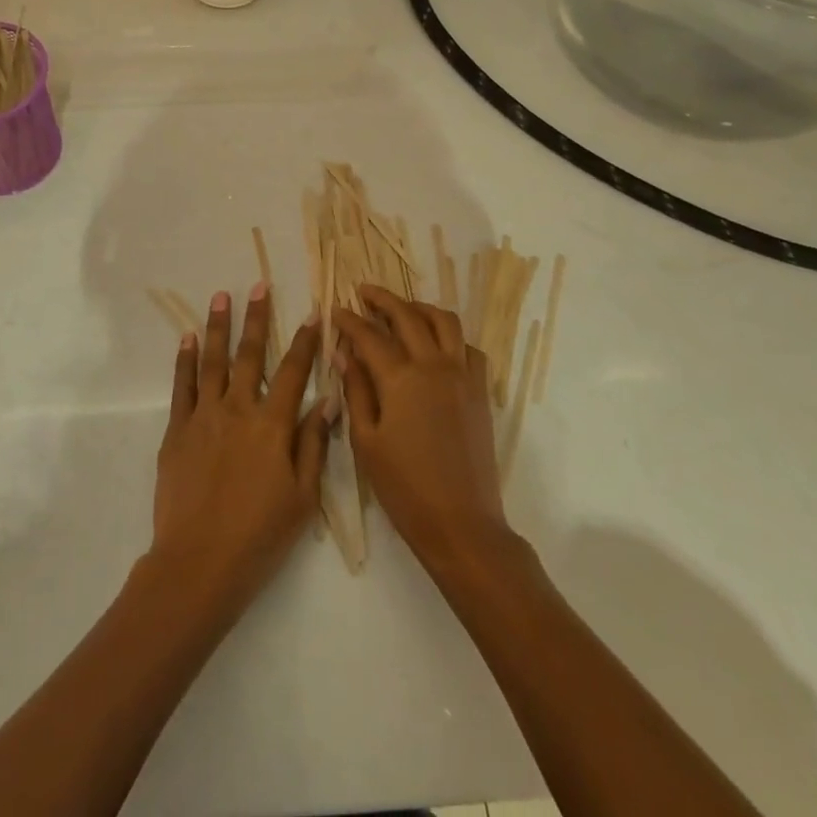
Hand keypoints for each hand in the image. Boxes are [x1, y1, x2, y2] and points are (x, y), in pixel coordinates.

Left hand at [150, 284, 335, 618]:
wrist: (198, 563)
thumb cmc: (260, 535)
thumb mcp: (302, 497)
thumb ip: (314, 443)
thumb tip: (329, 399)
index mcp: (272, 425)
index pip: (293, 371)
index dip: (304, 340)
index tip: (313, 312)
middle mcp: (238, 409)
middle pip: (250, 354)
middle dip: (257, 317)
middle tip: (259, 284)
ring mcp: (204, 416)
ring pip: (213, 361)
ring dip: (218, 326)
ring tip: (221, 296)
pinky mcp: (178, 430)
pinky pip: (182, 386)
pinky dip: (185, 359)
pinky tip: (188, 338)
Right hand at [336, 286, 511, 573]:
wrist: (461, 524)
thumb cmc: (404, 487)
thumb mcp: (366, 441)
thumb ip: (356, 390)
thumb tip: (344, 353)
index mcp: (401, 378)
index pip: (370, 335)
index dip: (350, 320)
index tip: (336, 309)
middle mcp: (434, 365)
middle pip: (408, 315)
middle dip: (383, 299)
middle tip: (364, 292)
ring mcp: (462, 375)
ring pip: (444, 321)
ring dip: (420, 308)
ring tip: (402, 310)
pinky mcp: (480, 391)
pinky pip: (468, 347)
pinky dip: (450, 336)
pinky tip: (436, 345)